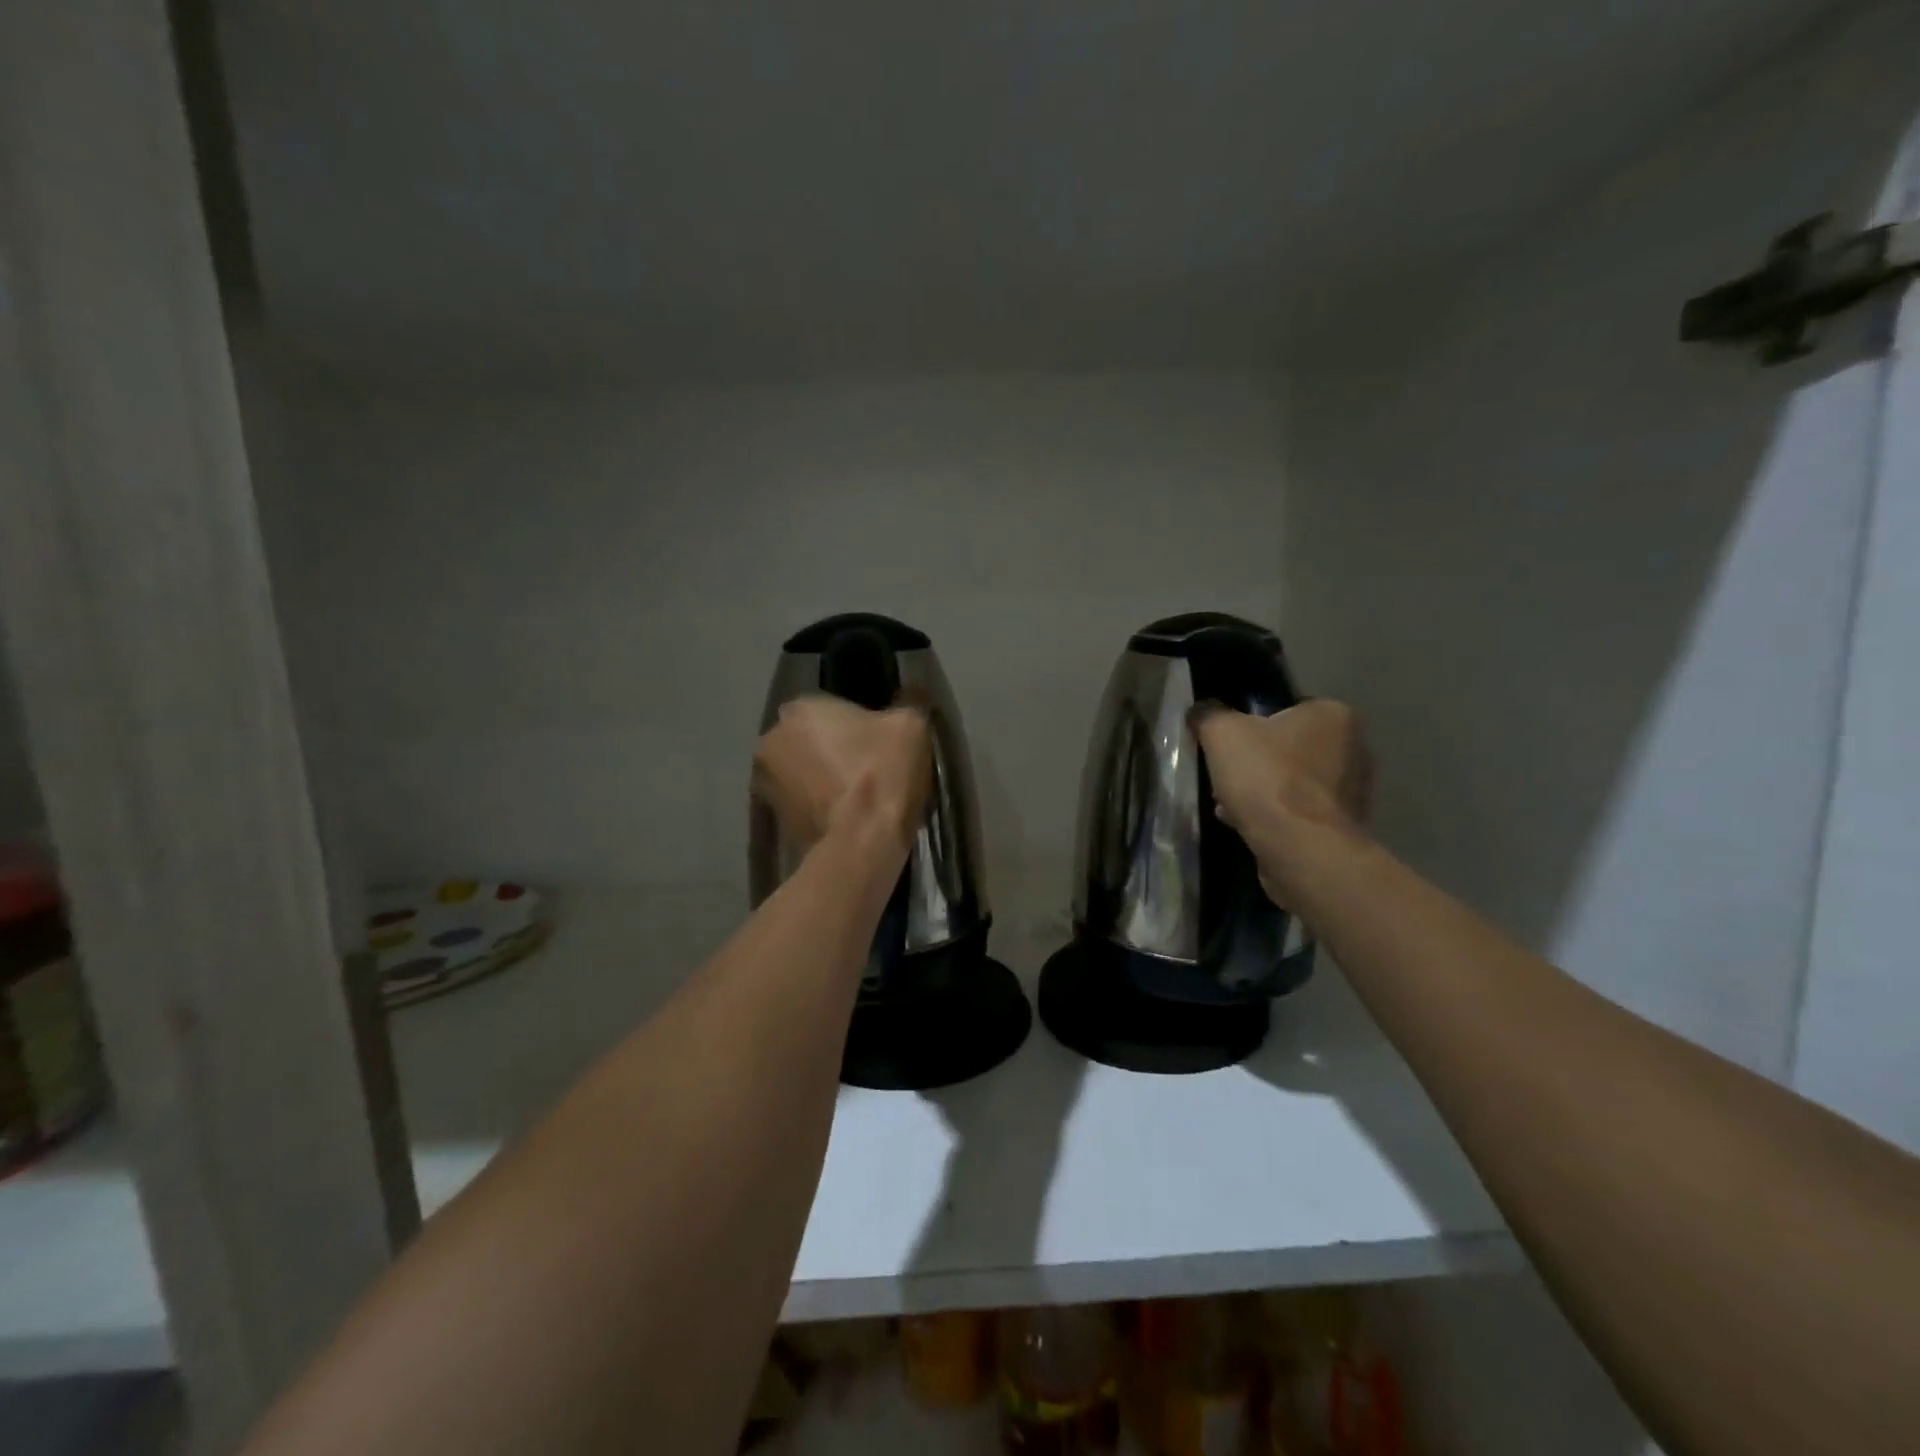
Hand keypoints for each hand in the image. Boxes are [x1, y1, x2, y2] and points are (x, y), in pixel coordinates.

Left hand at [752, 697, 931, 856]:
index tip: (878, 742)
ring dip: (822, 778)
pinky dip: (818, 805)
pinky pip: (801, 802)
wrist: (860, 843)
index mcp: (799, 709)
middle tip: (868, 768)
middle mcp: (771, 739)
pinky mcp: (773, 819)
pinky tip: (846, 816)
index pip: (828, 707)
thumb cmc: (881, 773)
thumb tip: (913, 692)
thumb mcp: (909, 726)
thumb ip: (908, 702)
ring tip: (857, 797)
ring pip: (802, 771)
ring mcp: (765, 783)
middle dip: (832, 749)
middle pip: (810, 738)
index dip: (856, 724)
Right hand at [1191, 700, 1373, 902]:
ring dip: (1261, 791)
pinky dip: (1274, 816)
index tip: (1227, 746)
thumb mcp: (1222, 733)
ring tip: (1228, 806)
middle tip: (1225, 776)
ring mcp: (1353, 791)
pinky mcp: (1343, 827)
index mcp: (1333, 715)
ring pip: (1292, 782)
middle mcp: (1354, 748)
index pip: (1286, 709)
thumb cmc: (1267, 778)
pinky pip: (1299, 812)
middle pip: (1288, 748)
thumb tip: (1201, 712)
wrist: (1300, 848)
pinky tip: (1246, 826)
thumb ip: (1209, 715)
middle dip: (1255, 763)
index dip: (1250, 725)